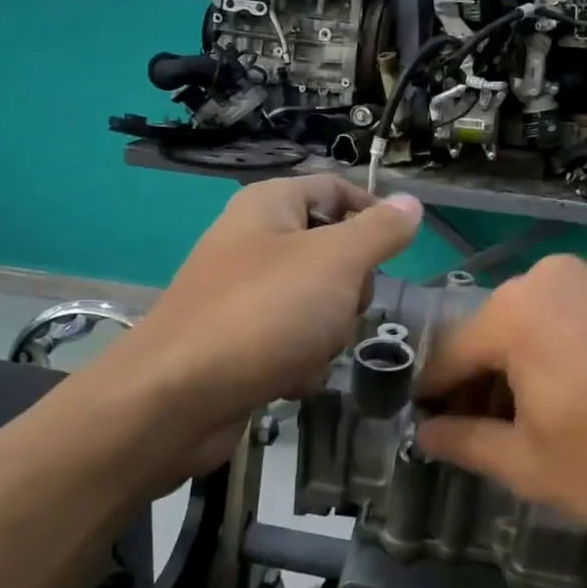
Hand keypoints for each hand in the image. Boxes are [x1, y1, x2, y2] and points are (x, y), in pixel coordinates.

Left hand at [86, 176, 422, 452]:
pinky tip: (288, 379)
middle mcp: (254, 242)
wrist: (175, 399)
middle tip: (343, 307)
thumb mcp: (336, 261)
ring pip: (318, 302)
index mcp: (270, 205)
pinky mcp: (239, 342)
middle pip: (332, 251)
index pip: (336, 188)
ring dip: (327, 332)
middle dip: (350, 287)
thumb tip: (411, 204)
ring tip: (309, 350)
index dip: (373, 213)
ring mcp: (244, 295)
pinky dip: (300, 360)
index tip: (400, 251)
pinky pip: (293, 341)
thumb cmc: (264, 313)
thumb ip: (379, 231)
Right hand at [414, 255, 586, 537]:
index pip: (447, 358)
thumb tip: (426, 435)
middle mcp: (542, 281)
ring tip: (521, 436)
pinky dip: (546, 364)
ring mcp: (585, 284)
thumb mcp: (534, 466)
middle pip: (485, 341)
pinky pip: (558, 327)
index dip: (431, 401)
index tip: (424, 436)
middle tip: (476, 446)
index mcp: (511, 312)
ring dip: (512, 381)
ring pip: (522, 334)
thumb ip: (468, 445)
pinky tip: (562, 408)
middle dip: (476, 392)